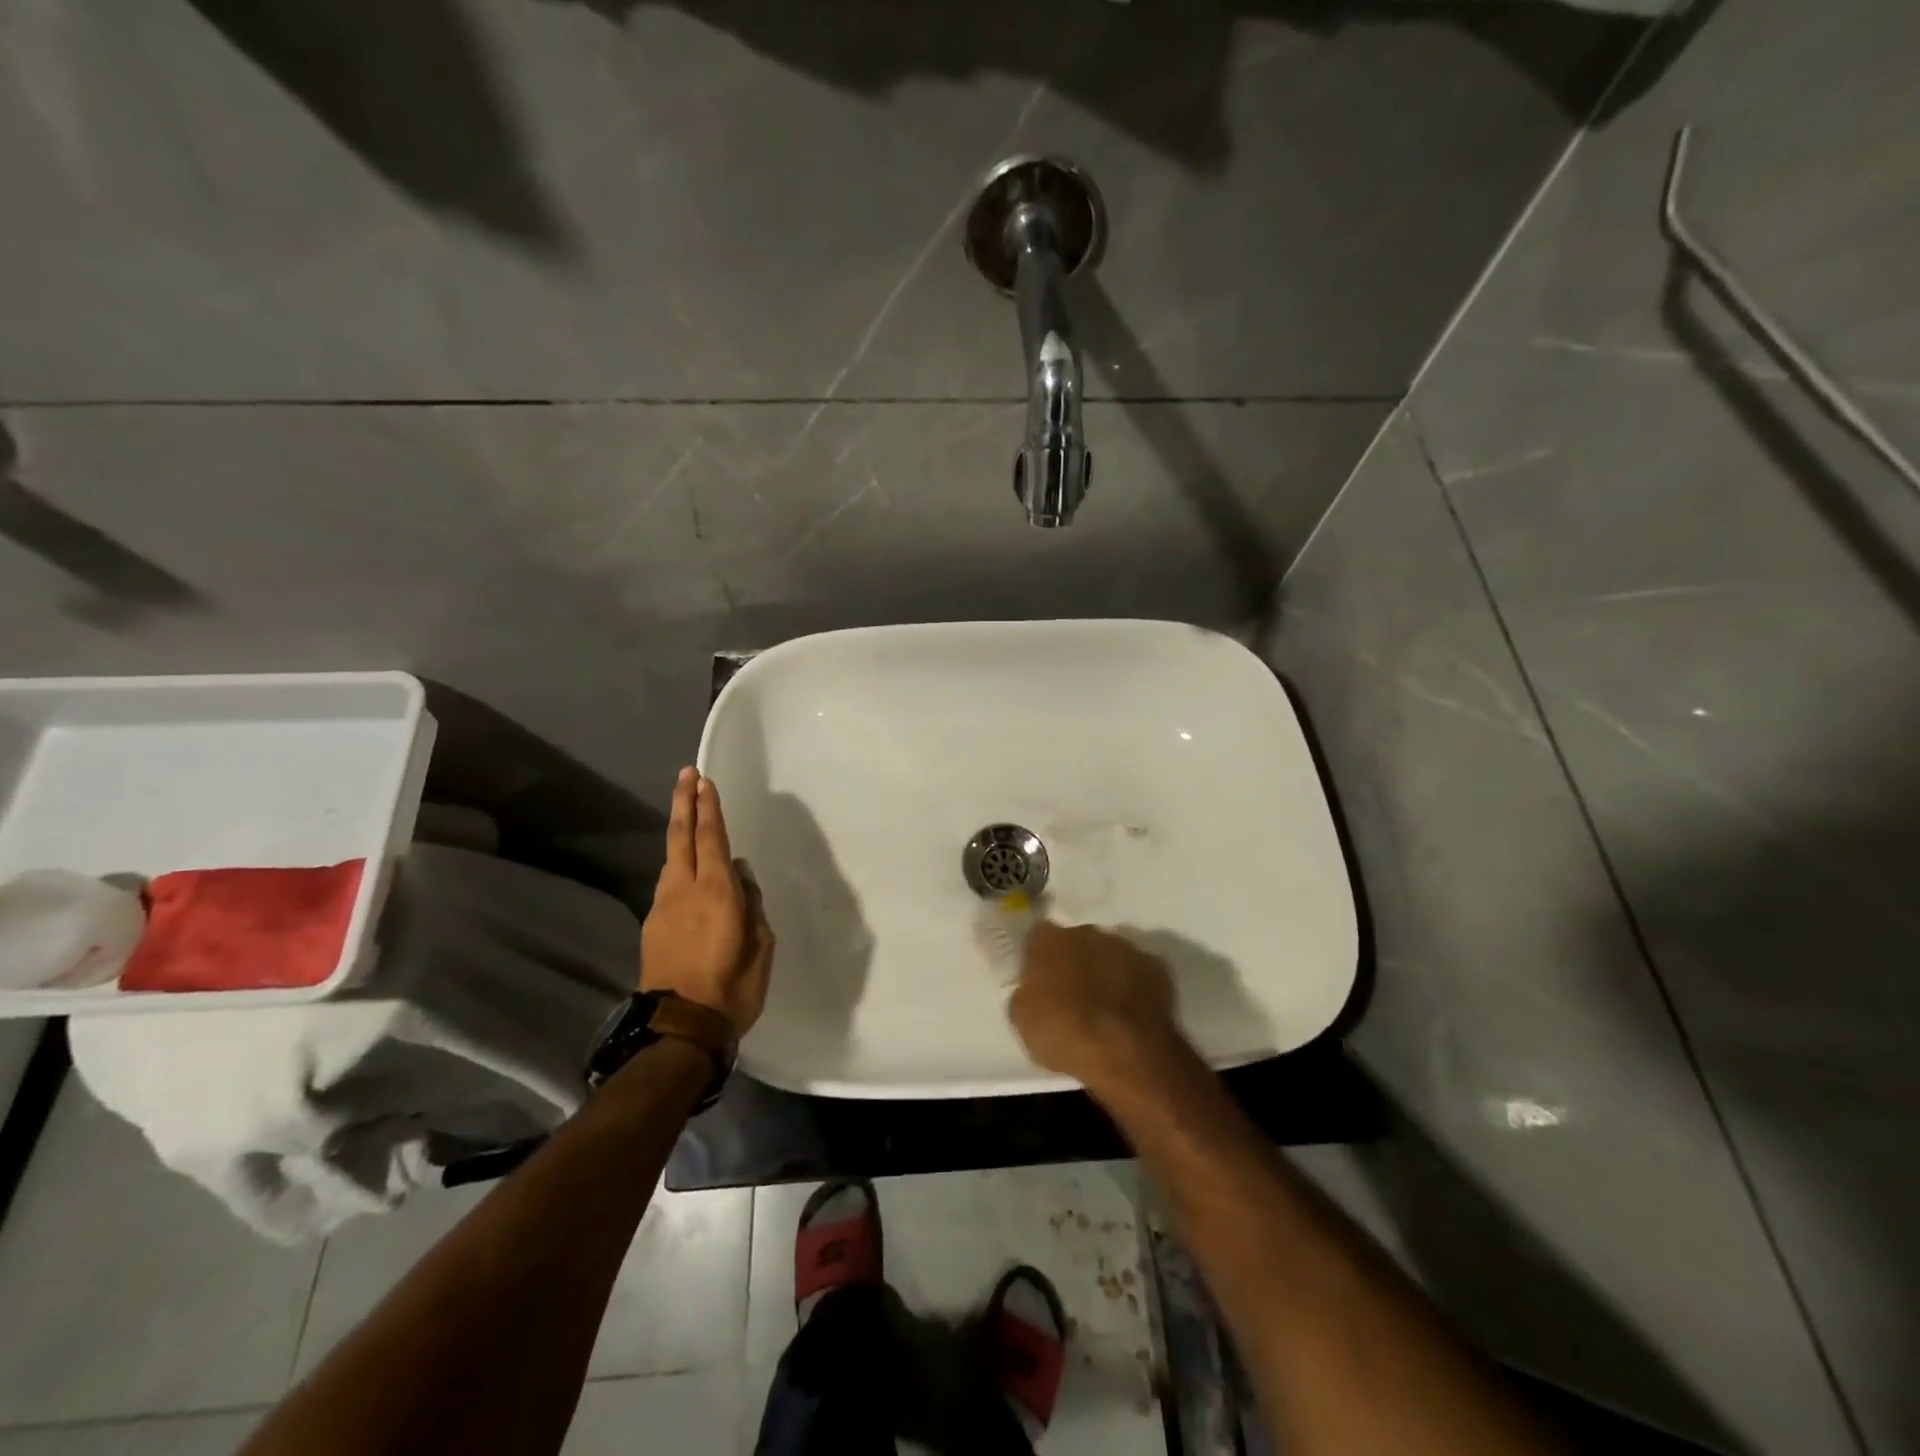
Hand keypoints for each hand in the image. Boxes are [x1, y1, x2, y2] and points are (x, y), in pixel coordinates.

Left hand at [640, 768, 774, 1038]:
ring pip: (671, 859)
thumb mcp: (761, 945)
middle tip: (686, 776)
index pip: (712, 838)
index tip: (704, 781)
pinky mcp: (653, 925)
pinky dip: (678, 865)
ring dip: (680, 833)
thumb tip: (740, 874)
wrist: (680, 1028)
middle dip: (685, 804)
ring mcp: (663, 906)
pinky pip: (669, 883)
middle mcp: (685, 889)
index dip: (709, 808)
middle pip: (681, 837)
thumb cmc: (733, 987)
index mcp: (717, 891)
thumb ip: (751, 903)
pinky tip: (687, 869)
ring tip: (688, 816)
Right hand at [1009, 921, 1183, 1095]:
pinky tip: (1131, 1011)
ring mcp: (1125, 947)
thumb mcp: (1023, 1020)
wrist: (1125, 1051)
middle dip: (1074, 961)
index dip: (1038, 958)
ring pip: (1109, 953)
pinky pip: (1138, 971)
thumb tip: (1033, 990)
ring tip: (1105, 1005)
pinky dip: (1134, 985)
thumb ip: (1026, 993)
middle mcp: (1087, 933)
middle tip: (1072, 994)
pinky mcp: (1156, 967)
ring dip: (1105, 970)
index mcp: (1049, 940)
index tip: (1040, 980)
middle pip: (1076, 941)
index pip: (1037, 937)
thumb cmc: (1065, 1033)